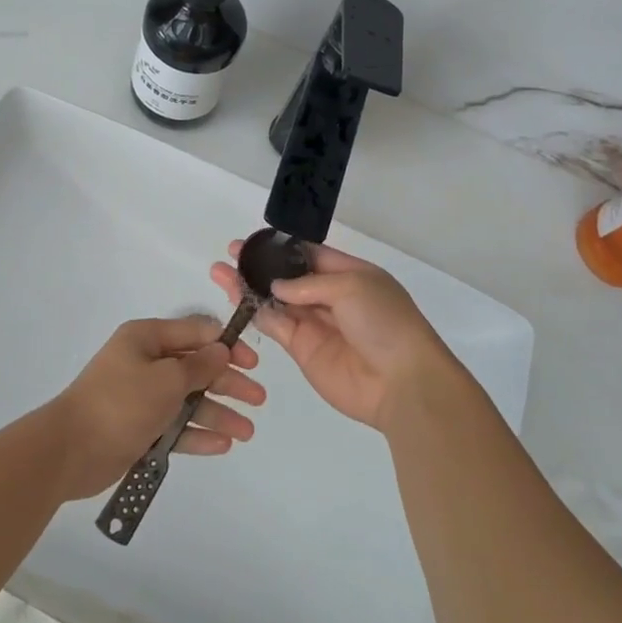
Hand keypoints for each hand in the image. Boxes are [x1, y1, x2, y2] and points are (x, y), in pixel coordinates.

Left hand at [45, 316, 265, 499]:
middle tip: (258, 399)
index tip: (252, 363)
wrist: (70, 451)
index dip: (226, 346)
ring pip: (188, 400)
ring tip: (247, 432)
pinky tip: (222, 444)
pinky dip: (196, 434)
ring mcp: (141, 397)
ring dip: (218, 413)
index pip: (195, 333)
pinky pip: (175, 427)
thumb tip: (222, 350)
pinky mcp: (139, 428)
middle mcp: (145, 363)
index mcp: (147, 339)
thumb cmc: (121, 402)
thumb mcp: (166, 379)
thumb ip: (199, 366)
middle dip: (228, 383)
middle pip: (195, 368)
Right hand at [210, 241, 454, 431]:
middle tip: (230, 255)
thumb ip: (308, 284)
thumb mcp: (351, 286)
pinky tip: (235, 299)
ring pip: (276, 301)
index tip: (253, 240)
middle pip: (288, 278)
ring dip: (249, 288)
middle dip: (260, 266)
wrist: (401, 382)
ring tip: (220, 273)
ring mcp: (315, 325)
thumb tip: (276, 286)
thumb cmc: (384, 322)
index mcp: (350, 274)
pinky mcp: (303, 350)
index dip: (281, 248)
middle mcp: (330, 297)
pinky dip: (255, 313)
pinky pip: (275, 326)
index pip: (310, 255)